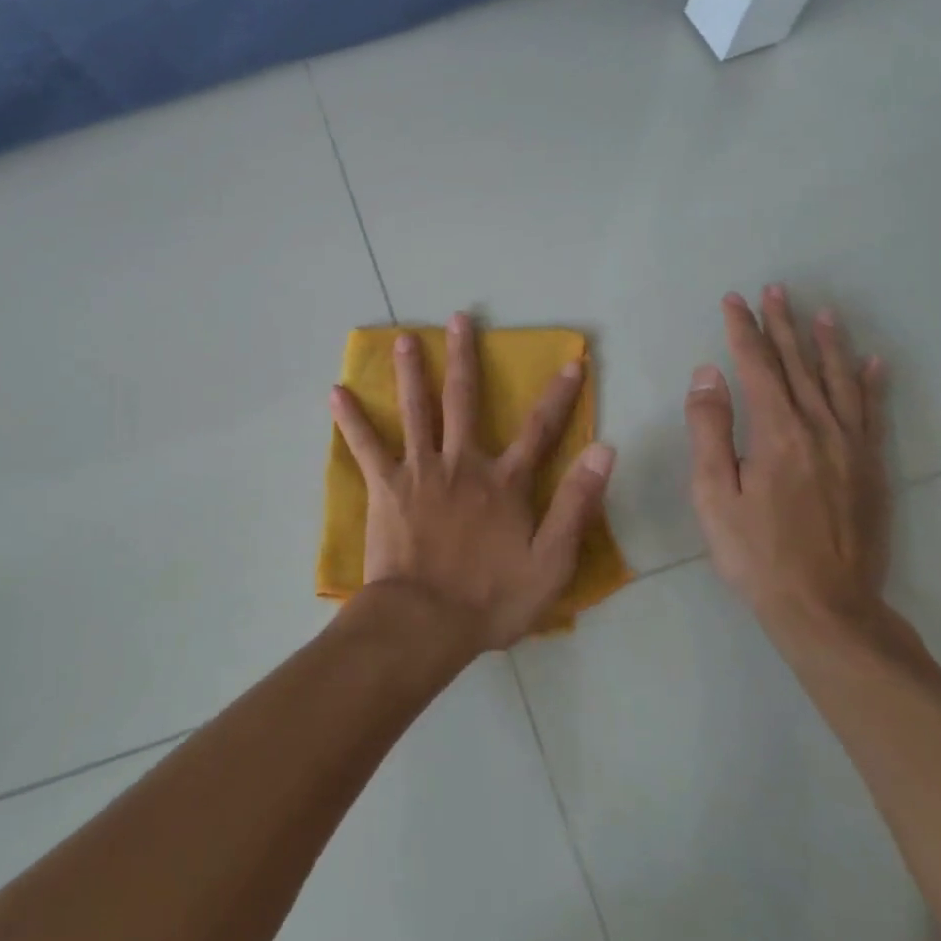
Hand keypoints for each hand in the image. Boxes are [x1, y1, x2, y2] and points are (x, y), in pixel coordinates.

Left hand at [330, 312, 615, 651]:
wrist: (426, 622)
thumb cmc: (491, 599)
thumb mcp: (552, 561)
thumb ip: (576, 503)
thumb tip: (604, 449)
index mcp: (502, 482)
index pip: (539, 430)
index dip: (558, 395)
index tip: (571, 361)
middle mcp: (461, 463)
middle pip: (464, 400)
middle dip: (464, 357)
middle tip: (459, 318)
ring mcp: (420, 470)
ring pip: (416, 410)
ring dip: (410, 371)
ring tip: (402, 338)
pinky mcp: (386, 486)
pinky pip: (366, 445)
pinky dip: (351, 419)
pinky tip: (336, 392)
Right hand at [684, 286, 891, 638]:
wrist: (827, 610)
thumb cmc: (756, 553)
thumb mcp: (714, 493)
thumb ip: (710, 429)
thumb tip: (708, 374)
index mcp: (777, 433)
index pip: (757, 366)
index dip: (744, 330)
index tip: (734, 300)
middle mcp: (820, 430)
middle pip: (799, 365)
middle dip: (784, 325)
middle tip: (776, 290)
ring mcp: (852, 449)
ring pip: (839, 382)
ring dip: (828, 344)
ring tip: (822, 312)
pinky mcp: (872, 470)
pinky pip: (873, 414)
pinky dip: (872, 384)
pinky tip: (873, 363)